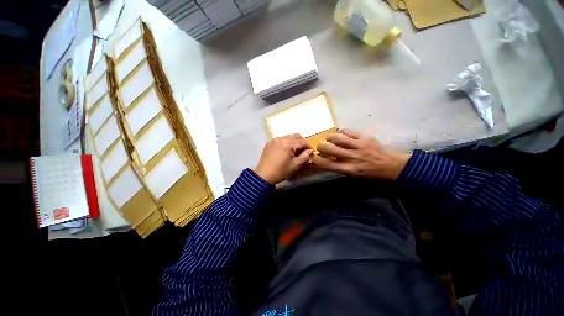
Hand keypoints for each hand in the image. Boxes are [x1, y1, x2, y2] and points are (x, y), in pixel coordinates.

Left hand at [254, 134, 313, 184]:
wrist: (263, 176)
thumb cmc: (281, 172)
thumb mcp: (295, 165)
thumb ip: (305, 156)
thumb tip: (310, 150)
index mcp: (287, 144)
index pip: (302, 141)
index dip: (308, 146)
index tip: (311, 152)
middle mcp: (280, 139)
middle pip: (295, 136)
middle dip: (302, 142)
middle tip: (303, 151)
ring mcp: (273, 140)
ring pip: (288, 137)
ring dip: (294, 143)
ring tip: (294, 152)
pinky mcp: (269, 143)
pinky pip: (281, 140)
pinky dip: (286, 144)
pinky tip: (285, 152)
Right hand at [312, 129, 409, 180]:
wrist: (391, 165)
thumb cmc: (370, 174)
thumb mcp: (352, 175)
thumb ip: (337, 167)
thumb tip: (325, 158)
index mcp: (347, 169)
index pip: (325, 163)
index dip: (315, 159)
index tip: (314, 157)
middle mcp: (351, 157)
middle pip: (327, 147)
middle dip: (320, 146)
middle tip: (322, 147)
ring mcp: (358, 146)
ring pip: (336, 137)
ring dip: (329, 138)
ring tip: (331, 140)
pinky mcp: (364, 137)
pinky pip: (347, 131)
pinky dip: (341, 133)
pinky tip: (342, 135)